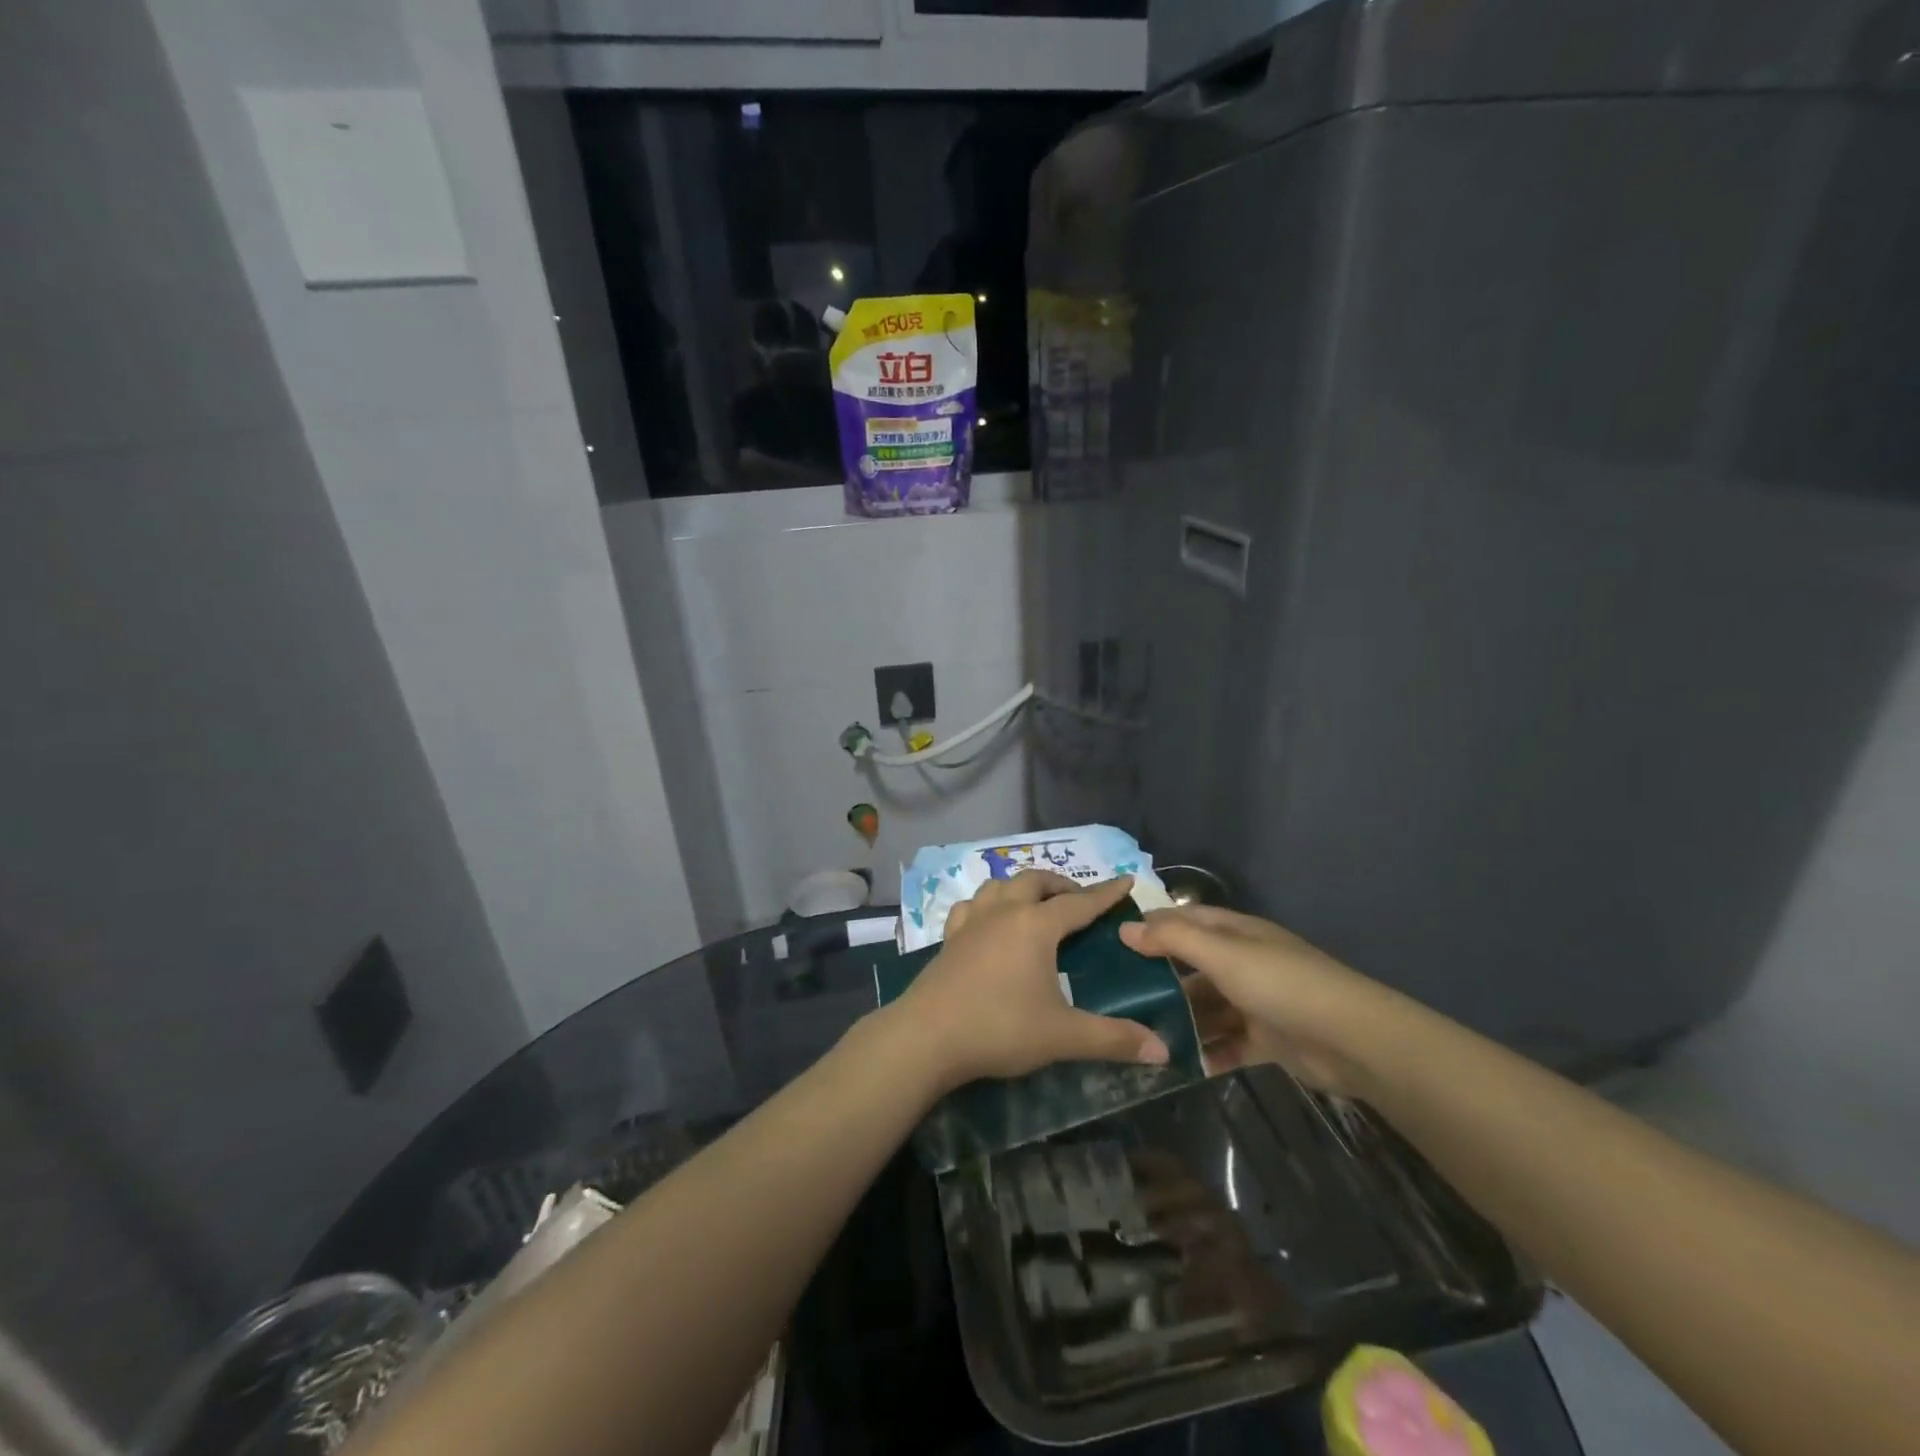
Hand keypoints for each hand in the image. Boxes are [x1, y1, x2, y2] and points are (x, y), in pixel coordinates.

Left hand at [893, 872, 1170, 1088]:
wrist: (928, 1036)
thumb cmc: (1000, 1028)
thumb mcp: (1063, 1035)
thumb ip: (1113, 1039)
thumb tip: (1163, 1050)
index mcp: (1036, 926)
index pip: (1080, 903)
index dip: (1105, 893)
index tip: (1126, 880)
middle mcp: (1004, 912)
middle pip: (1036, 881)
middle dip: (1061, 885)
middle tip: (1078, 899)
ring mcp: (972, 921)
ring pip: (1000, 885)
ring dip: (1022, 886)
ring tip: (1035, 902)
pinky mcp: (950, 937)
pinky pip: (971, 905)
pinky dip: (987, 903)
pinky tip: (988, 919)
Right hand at [1119, 906, 1406, 1095]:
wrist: (1351, 1040)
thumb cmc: (1281, 984)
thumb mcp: (1222, 955)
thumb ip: (1173, 939)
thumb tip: (1125, 927)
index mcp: (1236, 933)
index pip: (1185, 920)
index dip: (1152, 926)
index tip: (1111, 941)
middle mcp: (1244, 962)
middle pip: (1193, 966)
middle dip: (1160, 979)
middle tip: (1118, 997)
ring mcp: (1256, 1001)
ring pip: (1207, 1007)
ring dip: (1181, 1020)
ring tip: (1141, 1036)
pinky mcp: (1267, 1039)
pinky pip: (1227, 1043)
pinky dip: (1207, 1052)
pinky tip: (1180, 1065)